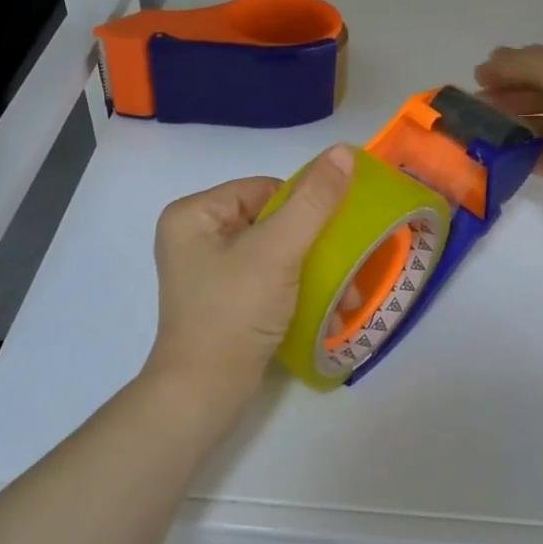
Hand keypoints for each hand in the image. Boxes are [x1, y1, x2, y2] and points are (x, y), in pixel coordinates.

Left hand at [143, 146, 355, 409]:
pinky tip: (324, 310)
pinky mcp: (222, 300)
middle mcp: (195, 236)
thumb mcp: (278, 250)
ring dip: (312, 271)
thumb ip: (314, 201)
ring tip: (345, 296)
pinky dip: (295, 290)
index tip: (333, 235)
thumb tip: (344, 151)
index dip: (304, 207)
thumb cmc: (235, 312)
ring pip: (273, 252)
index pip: (264, 189)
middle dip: (314, 246)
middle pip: (271, 220)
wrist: (205, 392)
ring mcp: (207, 271)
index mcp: (194, 213)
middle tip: (348, 266)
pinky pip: (266, 278)